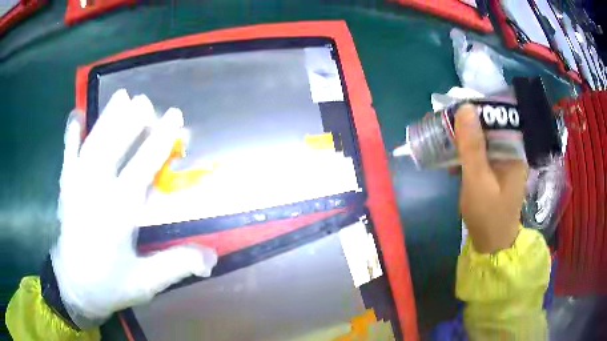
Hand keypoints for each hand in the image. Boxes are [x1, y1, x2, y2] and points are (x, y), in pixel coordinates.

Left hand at [51, 90, 216, 328]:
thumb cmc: (110, 285)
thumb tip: (212, 257)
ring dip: (106, 119)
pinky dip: (71, 136)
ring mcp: (76, 188)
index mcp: (117, 215)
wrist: (74, 288)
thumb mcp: (145, 283)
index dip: (159, 142)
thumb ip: (175, 265)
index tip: (174, 117)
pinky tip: (75, 116)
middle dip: (129, 121)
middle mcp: (94, 194)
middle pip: (112, 148)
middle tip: (145, 100)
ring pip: (92, 146)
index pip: (141, 169)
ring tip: (121, 96)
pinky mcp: (65, 190)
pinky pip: (67, 156)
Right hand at [455, 104, 527, 253]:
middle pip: (489, 127)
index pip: (498, 118)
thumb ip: (472, 146)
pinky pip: (480, 154)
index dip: (476, 110)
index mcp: (515, 151)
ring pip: (482, 140)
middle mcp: (511, 152)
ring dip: (463, 142)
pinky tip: (453, 164)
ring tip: (445, 146)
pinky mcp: (495, 171)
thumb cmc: (487, 215)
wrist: (491, 245)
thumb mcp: (477, 180)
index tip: (454, 111)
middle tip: (444, 128)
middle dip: (466, 127)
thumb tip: (465, 108)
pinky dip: (466, 156)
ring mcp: (503, 162)